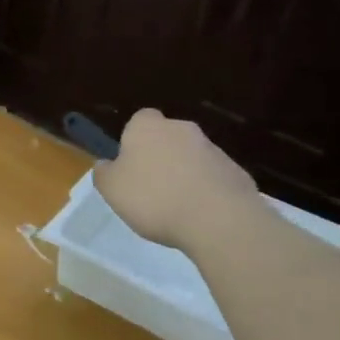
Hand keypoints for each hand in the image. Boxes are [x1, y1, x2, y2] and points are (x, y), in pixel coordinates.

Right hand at [93, 109, 259, 251]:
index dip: (132, 141)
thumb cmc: (153, 198)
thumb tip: (106, 164)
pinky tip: (199, 214)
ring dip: (183, 174)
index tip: (129, 166)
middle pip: (166, 137)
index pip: (138, 120)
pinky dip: (205, 190)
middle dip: (160, 157)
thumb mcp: (111, 189)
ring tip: (176, 207)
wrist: (218, 219)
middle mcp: (181, 128)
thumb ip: (104, 173)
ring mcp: (212, 148)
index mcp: (147, 127)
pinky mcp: (235, 171)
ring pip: (190, 157)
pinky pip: (212, 177)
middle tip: (150, 188)